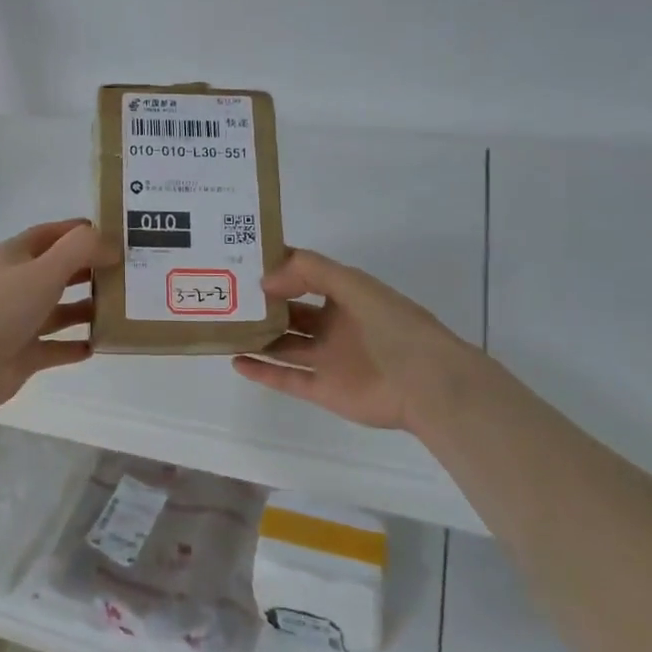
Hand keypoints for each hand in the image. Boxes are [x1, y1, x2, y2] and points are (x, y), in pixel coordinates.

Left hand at [0, 219, 102, 419]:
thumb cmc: (4, 307)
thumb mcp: (46, 269)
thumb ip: (81, 250)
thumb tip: (112, 245)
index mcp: (16, 256)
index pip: (51, 234)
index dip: (80, 232)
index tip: (114, 235)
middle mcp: (17, 285)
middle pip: (58, 271)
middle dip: (89, 270)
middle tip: (126, 273)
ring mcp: (18, 321)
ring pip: (58, 310)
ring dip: (85, 309)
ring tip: (119, 308)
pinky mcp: (23, 354)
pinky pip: (55, 347)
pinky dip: (75, 346)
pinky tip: (99, 344)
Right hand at [232, 249, 481, 434]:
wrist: (428, 384)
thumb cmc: (394, 326)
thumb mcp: (354, 284)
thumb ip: (310, 271)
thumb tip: (265, 280)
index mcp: (345, 297)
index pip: (304, 277)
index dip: (277, 270)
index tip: (243, 262)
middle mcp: (333, 326)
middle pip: (290, 313)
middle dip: (262, 304)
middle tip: (226, 295)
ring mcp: (327, 359)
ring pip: (284, 345)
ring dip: (257, 337)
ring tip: (224, 327)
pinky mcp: (323, 390)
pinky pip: (285, 378)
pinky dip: (261, 370)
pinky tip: (235, 360)